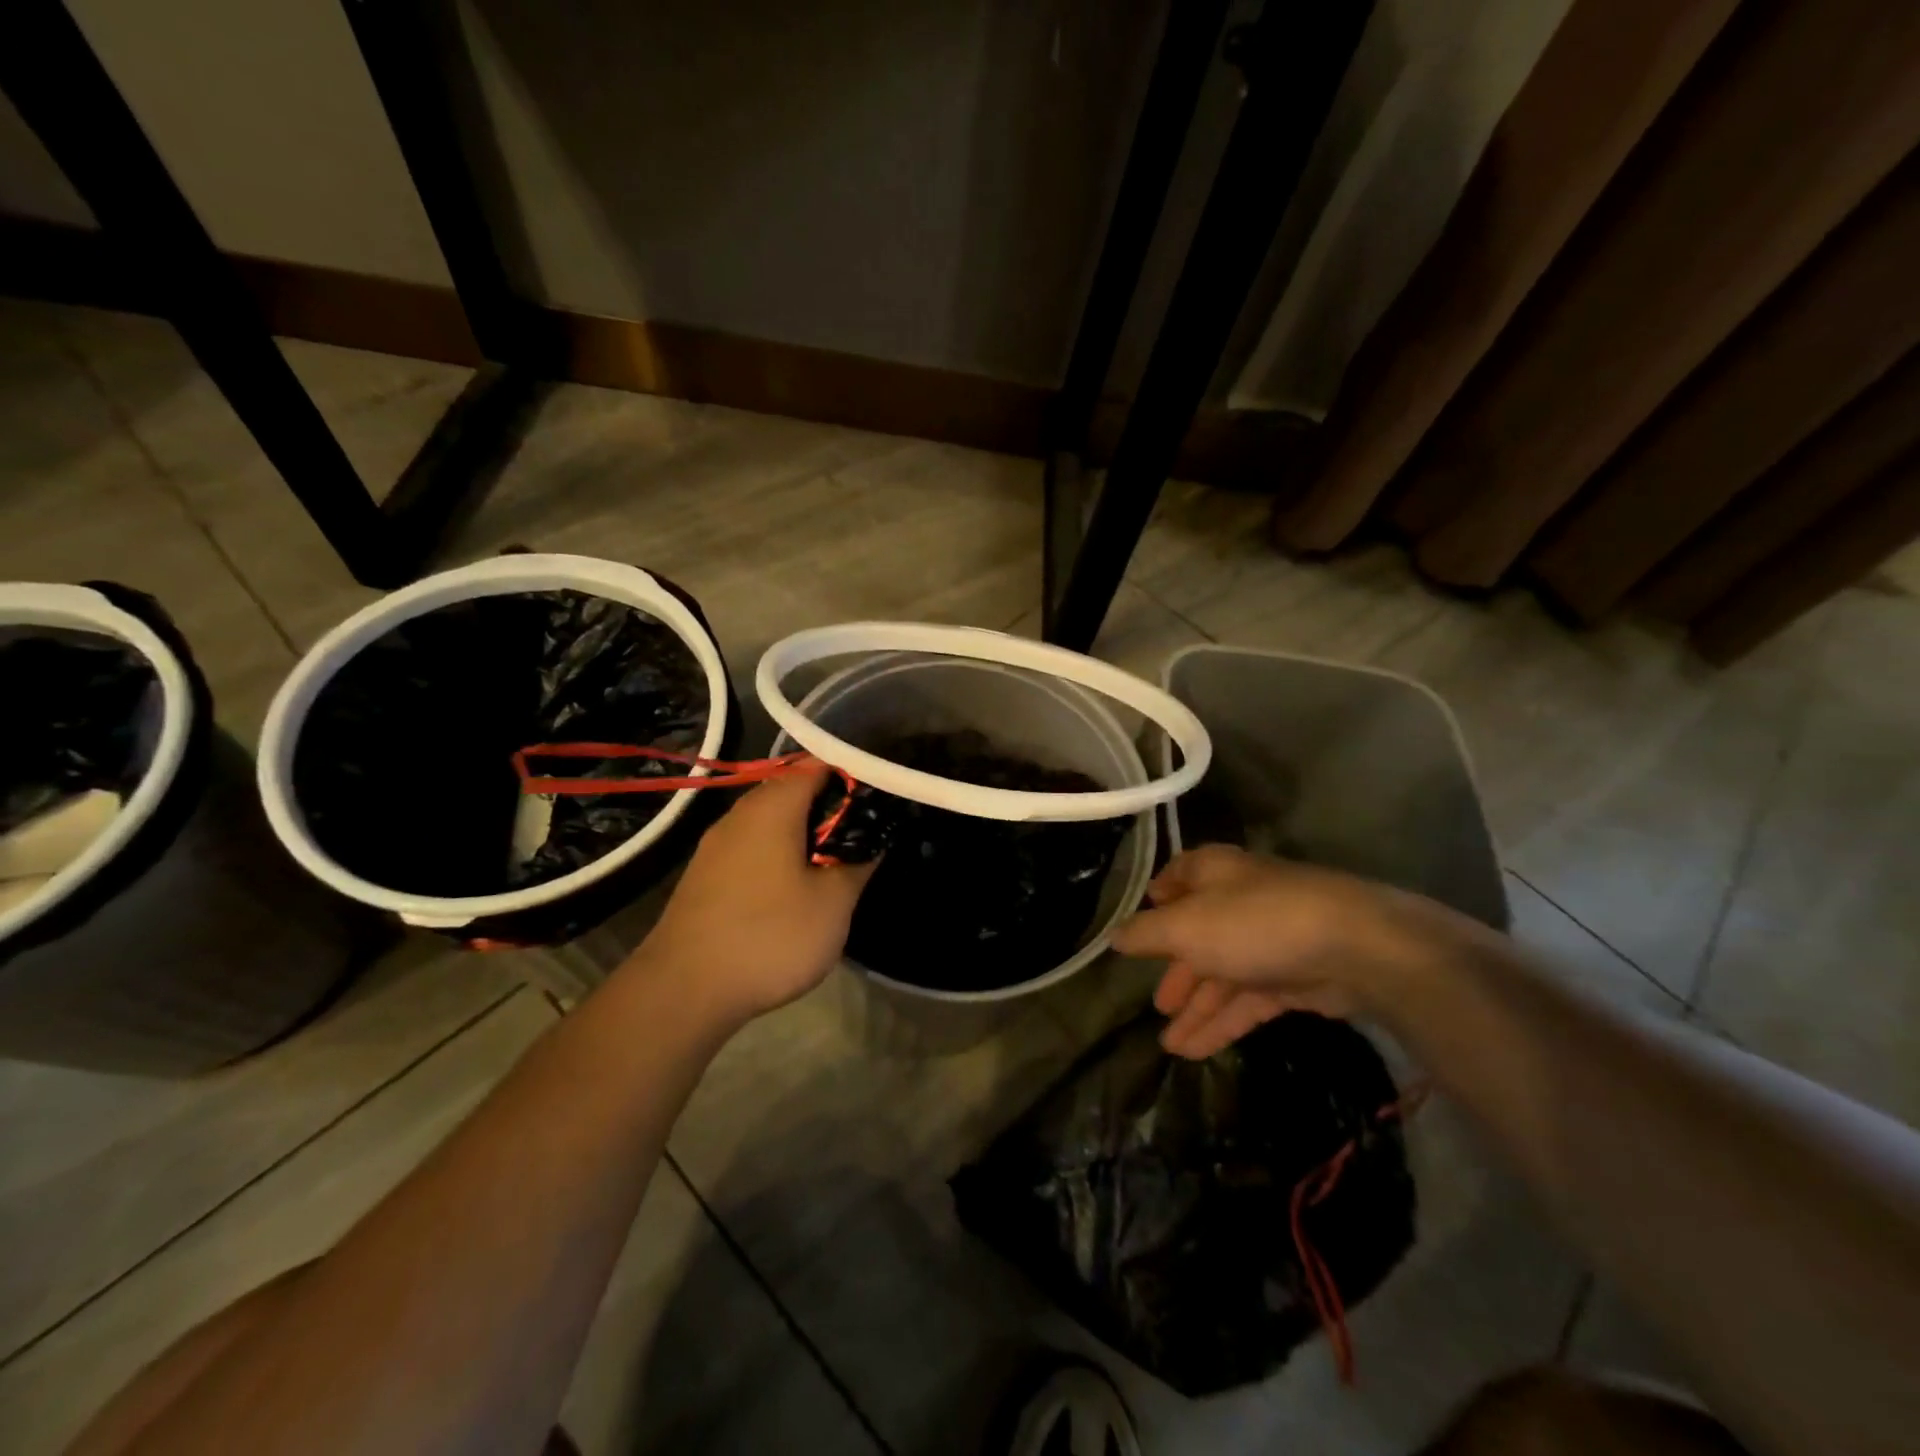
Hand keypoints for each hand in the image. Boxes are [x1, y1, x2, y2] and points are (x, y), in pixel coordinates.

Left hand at [625, 761, 874, 1025]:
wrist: (683, 991)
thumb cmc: (769, 936)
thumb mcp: (833, 902)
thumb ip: (858, 861)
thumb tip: (873, 837)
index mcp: (773, 806)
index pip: (818, 764)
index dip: (853, 774)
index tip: (881, 796)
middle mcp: (740, 814)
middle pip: (793, 790)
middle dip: (831, 807)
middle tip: (865, 834)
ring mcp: (717, 845)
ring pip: (772, 822)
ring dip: (805, 834)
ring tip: (836, 863)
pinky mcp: (706, 876)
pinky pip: (753, 848)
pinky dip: (780, 855)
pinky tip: (795, 889)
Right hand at [1110, 844, 1442, 1058]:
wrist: (1352, 948)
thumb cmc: (1253, 922)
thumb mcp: (1184, 926)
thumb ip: (1146, 934)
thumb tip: (1115, 937)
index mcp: (1214, 874)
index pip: (1181, 875)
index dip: (1161, 894)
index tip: (1144, 917)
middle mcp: (1239, 901)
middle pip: (1199, 935)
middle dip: (1177, 971)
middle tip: (1157, 1004)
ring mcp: (1268, 941)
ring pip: (1223, 975)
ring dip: (1197, 1010)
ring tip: (1170, 1046)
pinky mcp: (1294, 978)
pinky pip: (1248, 1000)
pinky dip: (1222, 1023)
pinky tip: (1196, 1051)